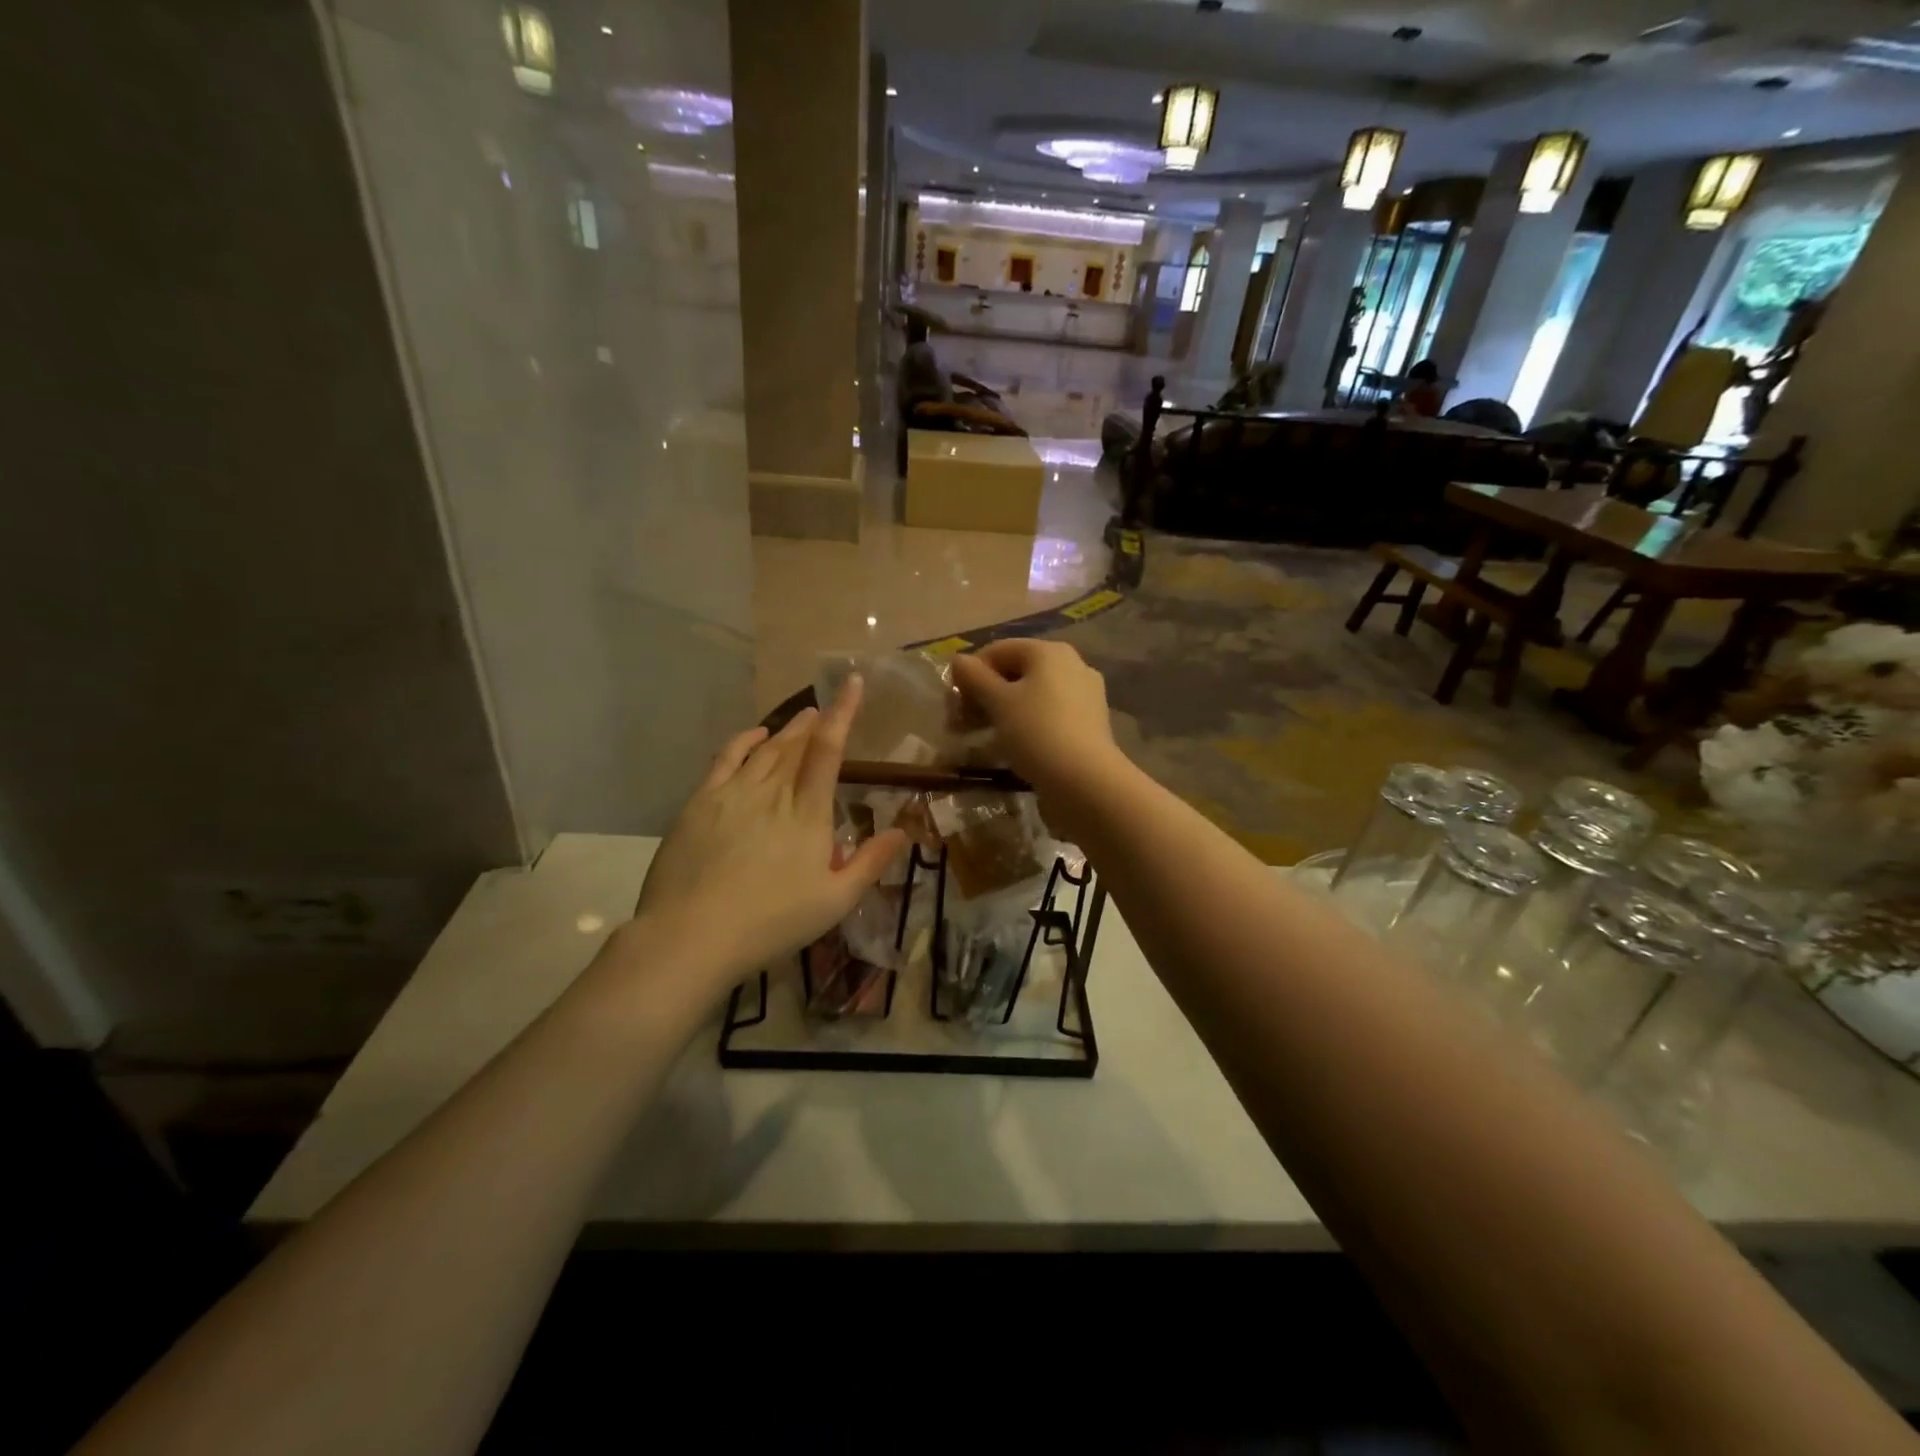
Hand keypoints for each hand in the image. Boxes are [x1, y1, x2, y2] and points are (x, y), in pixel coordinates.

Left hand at [630, 679, 904, 992]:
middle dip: (814, 723)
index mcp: (808, 813)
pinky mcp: (701, 802)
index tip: (851, 684)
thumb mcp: (834, 902)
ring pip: (765, 749)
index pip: (829, 751)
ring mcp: (733, 793)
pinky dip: (743, 741)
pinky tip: (754, 735)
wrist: (692, 934)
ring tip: (800, 718)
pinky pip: (726, 758)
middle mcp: (773, 791)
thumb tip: (902, 831)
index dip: (843, 713)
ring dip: (786, 730)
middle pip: (796, 745)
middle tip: (824, 709)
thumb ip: (870, 863)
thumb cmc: (771, 922)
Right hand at [950, 641, 1125, 836]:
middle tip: (962, 723)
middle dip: (985, 695)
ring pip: (1032, 696)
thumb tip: (959, 660)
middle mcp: (1071, 665)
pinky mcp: (1088, 724)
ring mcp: (1084, 695)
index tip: (954, 703)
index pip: (998, 650)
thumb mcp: (998, 703)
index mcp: (1049, 652)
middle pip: (1016, 672)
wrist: (1085, 782)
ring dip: (1003, 712)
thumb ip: (975, 678)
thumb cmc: (1036, 732)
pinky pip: (1048, 716)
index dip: (970, 673)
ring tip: (982, 737)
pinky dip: (1026, 725)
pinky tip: (1012, 747)